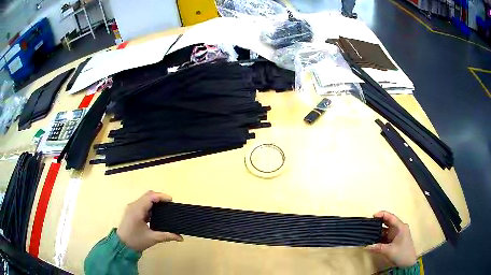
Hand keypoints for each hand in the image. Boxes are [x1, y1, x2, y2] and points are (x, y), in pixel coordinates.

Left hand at [117, 191, 182, 251]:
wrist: (122, 245)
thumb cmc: (136, 241)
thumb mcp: (153, 238)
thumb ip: (167, 236)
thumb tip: (180, 237)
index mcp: (138, 210)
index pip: (150, 196)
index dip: (161, 196)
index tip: (171, 200)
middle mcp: (134, 205)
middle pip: (148, 195)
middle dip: (159, 198)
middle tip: (170, 205)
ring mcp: (131, 208)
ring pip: (144, 199)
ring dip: (154, 201)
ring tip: (165, 209)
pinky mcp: (131, 211)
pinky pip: (142, 204)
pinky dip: (150, 205)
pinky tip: (156, 214)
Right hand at [367, 211, 416, 266]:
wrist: (408, 263)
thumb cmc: (401, 253)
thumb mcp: (389, 251)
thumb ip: (377, 247)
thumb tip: (366, 246)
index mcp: (400, 227)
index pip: (391, 217)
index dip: (382, 214)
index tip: (372, 216)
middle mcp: (399, 228)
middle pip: (388, 221)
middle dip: (379, 222)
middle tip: (368, 224)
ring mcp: (396, 234)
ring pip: (386, 229)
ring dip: (378, 230)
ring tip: (368, 231)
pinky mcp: (394, 240)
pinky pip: (386, 235)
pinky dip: (379, 236)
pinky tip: (373, 239)